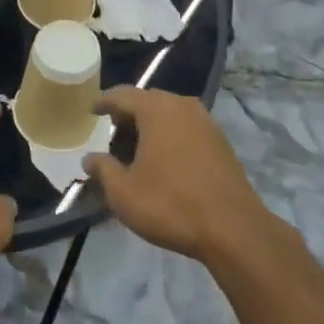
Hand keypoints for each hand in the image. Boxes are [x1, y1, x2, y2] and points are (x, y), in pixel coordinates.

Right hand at [85, 87, 270, 263]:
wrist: (233, 229)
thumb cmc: (171, 205)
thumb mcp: (124, 193)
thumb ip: (103, 170)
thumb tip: (89, 158)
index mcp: (156, 110)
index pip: (122, 95)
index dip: (104, 102)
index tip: (92, 111)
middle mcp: (182, 106)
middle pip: (147, 100)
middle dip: (128, 115)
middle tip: (113, 135)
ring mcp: (205, 121)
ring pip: (169, 113)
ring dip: (151, 125)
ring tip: (138, 149)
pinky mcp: (221, 141)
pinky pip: (186, 127)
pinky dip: (171, 135)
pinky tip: (165, 159)